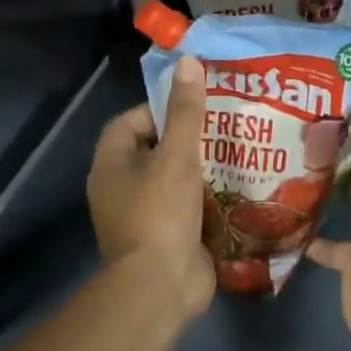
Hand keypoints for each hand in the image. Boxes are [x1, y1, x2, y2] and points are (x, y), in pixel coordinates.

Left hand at [87, 55, 213, 319]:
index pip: (131, 122)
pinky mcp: (167, 237)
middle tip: (225, 126)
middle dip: (188, 138)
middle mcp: (121, 189)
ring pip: (174, 179)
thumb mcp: (176, 156)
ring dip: (202, 168)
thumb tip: (188, 62)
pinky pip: (188, 206)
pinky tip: (238, 187)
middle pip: (155, 151)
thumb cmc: (160, 214)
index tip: (195, 106)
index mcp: (112, 166)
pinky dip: (208, 197)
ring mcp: (144, 216)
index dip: (160, 109)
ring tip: (238, 151)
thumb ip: (185, 112)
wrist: (161, 288)